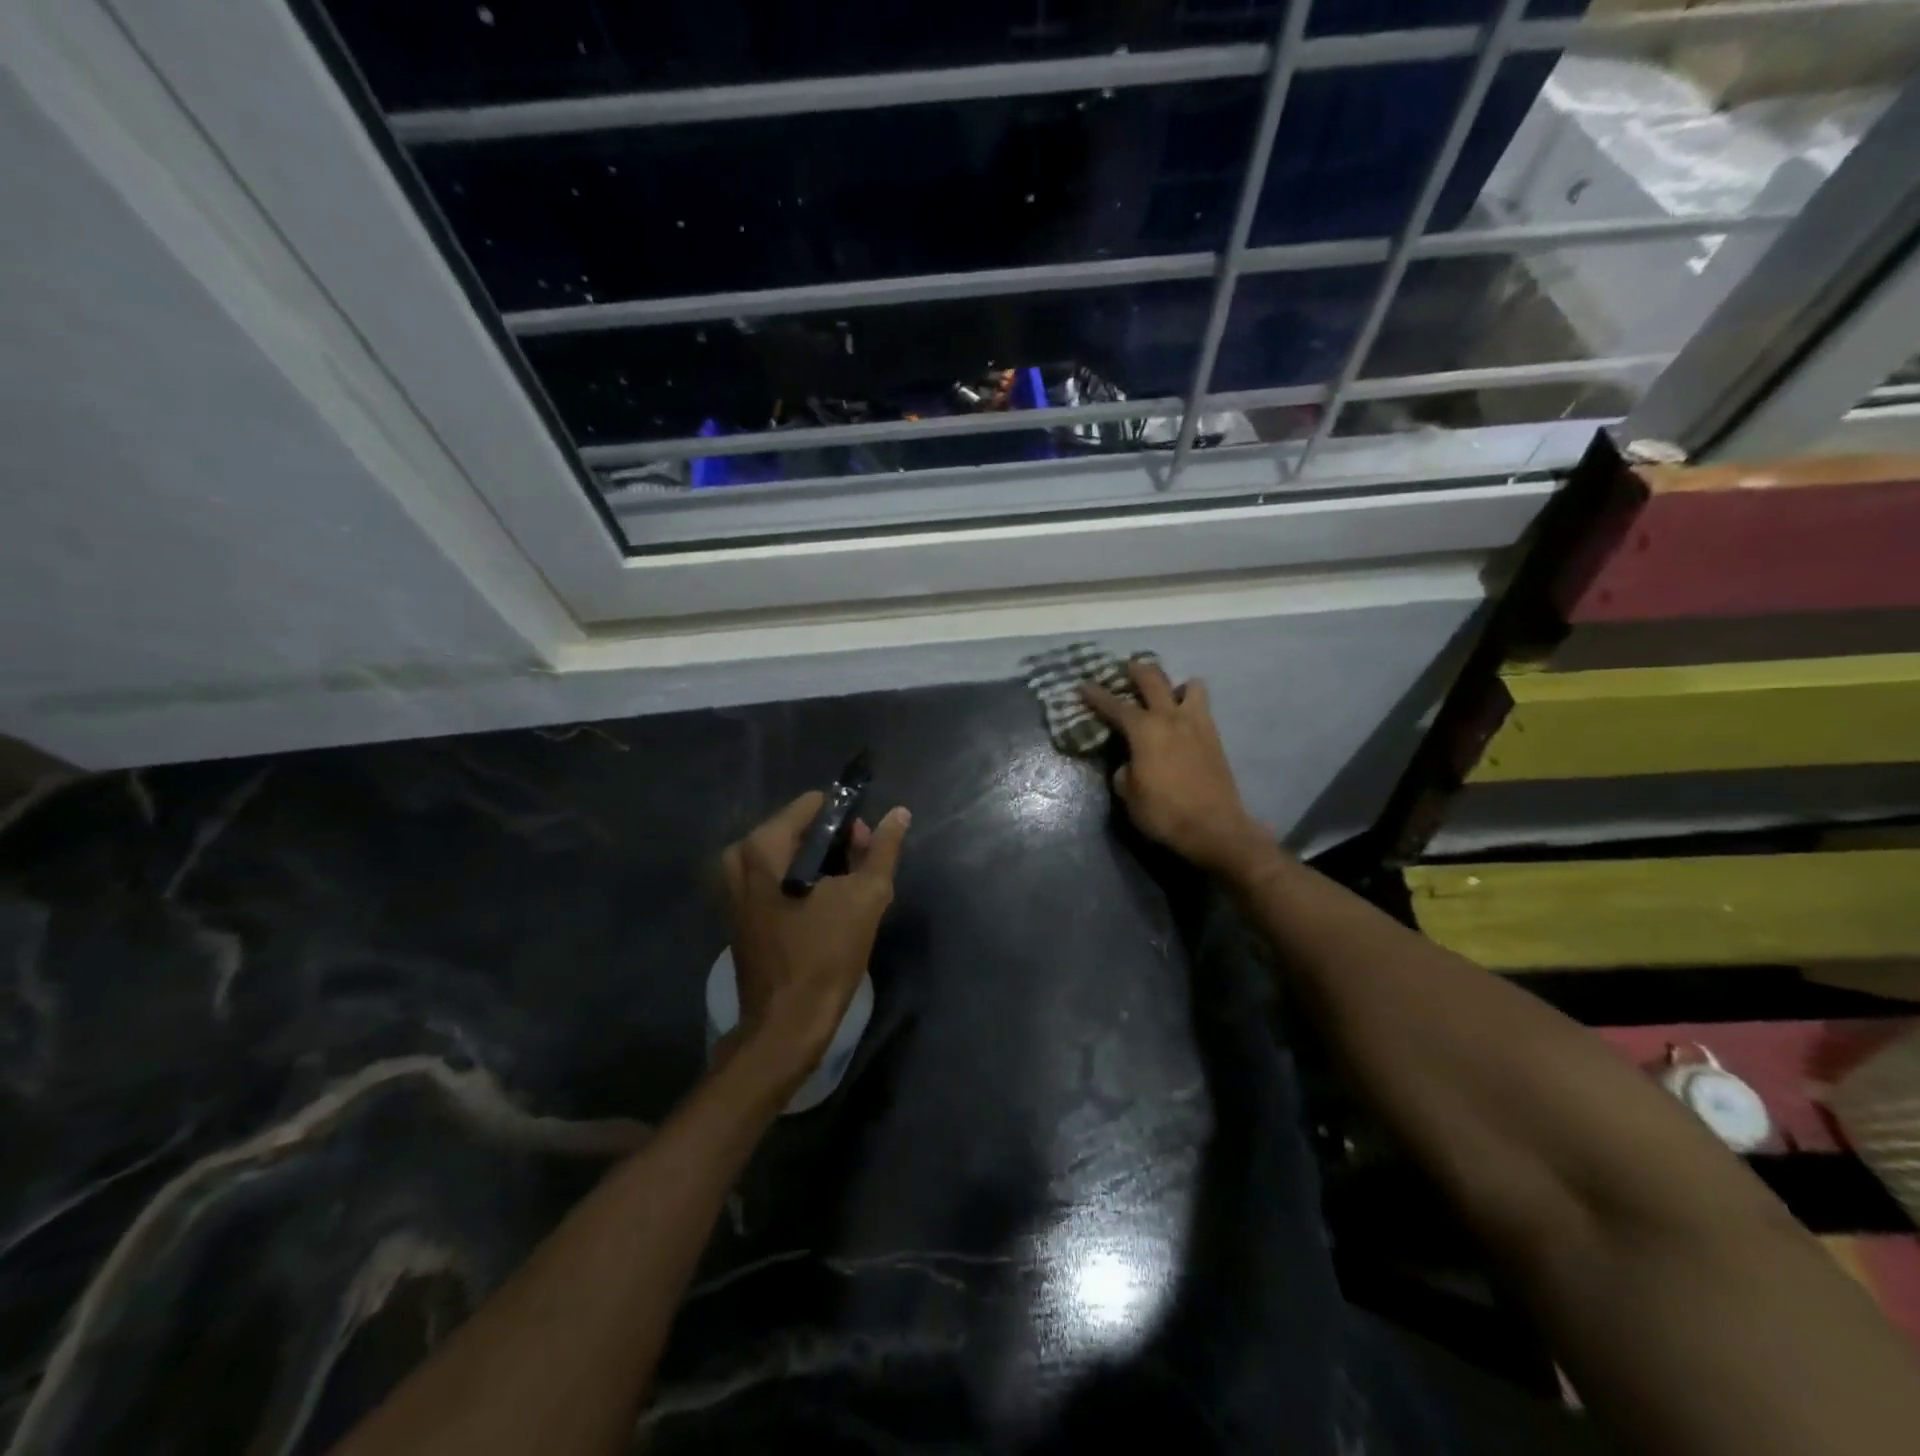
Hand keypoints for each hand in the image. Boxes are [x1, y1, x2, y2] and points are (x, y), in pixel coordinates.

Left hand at [720, 792, 910, 1081]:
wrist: (786, 1023)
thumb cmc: (826, 955)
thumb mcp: (867, 896)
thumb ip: (883, 848)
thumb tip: (899, 813)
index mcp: (763, 845)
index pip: (814, 804)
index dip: (848, 821)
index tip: (866, 850)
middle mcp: (739, 857)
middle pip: (800, 829)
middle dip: (836, 846)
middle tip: (861, 878)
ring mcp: (732, 885)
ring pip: (789, 855)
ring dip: (822, 868)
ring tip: (848, 898)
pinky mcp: (736, 910)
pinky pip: (775, 878)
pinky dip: (802, 885)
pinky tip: (825, 912)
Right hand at [1081, 660, 1276, 881]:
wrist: (1215, 828)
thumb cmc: (1164, 812)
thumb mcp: (1129, 795)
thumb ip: (1124, 770)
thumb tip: (1128, 762)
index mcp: (1145, 730)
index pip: (1114, 705)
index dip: (1095, 695)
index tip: (1082, 685)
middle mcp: (1171, 718)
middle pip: (1153, 679)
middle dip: (1136, 671)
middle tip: (1126, 669)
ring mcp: (1197, 724)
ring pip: (1190, 686)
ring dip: (1175, 685)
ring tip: (1166, 695)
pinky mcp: (1215, 737)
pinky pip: (1201, 708)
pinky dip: (1190, 705)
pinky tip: (1181, 721)